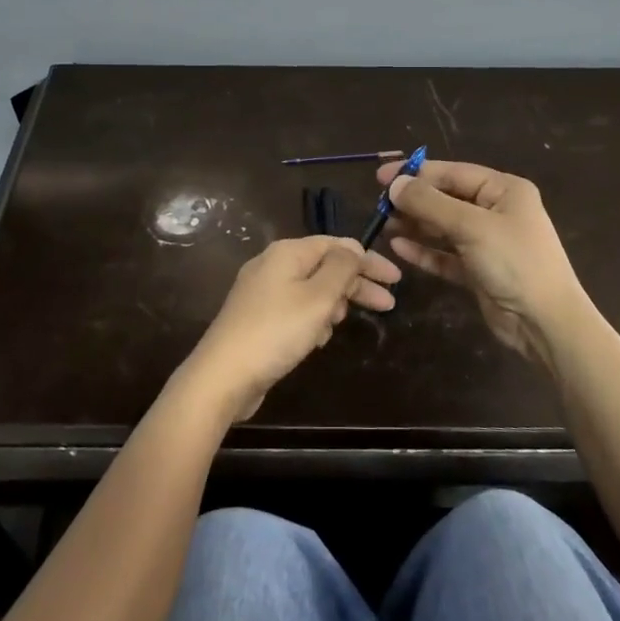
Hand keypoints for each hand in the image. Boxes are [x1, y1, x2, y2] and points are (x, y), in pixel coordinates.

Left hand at [180, 237, 399, 422]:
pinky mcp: (258, 318)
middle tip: (388, 304)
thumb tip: (352, 249)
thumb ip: (341, 268)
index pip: (337, 245)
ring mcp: (262, 292)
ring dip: (334, 304)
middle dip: (357, 284)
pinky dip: (313, 320)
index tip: (396, 279)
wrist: (223, 375)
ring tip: (343, 324)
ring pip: (312, 290)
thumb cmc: (277, 331)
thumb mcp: (318, 297)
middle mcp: (273, 265)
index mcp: (287, 252)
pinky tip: (318, 340)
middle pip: (325, 267)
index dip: (368, 260)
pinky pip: (296, 309)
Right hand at [377, 159, 591, 368]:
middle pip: (446, 199)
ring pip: (443, 227)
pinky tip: (399, 248)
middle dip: (413, 201)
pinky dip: (424, 250)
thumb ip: (430, 204)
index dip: (416, 174)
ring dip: (415, 225)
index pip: (453, 173)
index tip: (381, 177)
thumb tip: (395, 184)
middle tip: (379, 205)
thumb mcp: (471, 226)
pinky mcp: (478, 270)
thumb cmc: (514, 262)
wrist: (545, 322)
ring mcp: (487, 243)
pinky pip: (445, 254)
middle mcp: (496, 212)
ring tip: (383, 224)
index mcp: (504, 191)